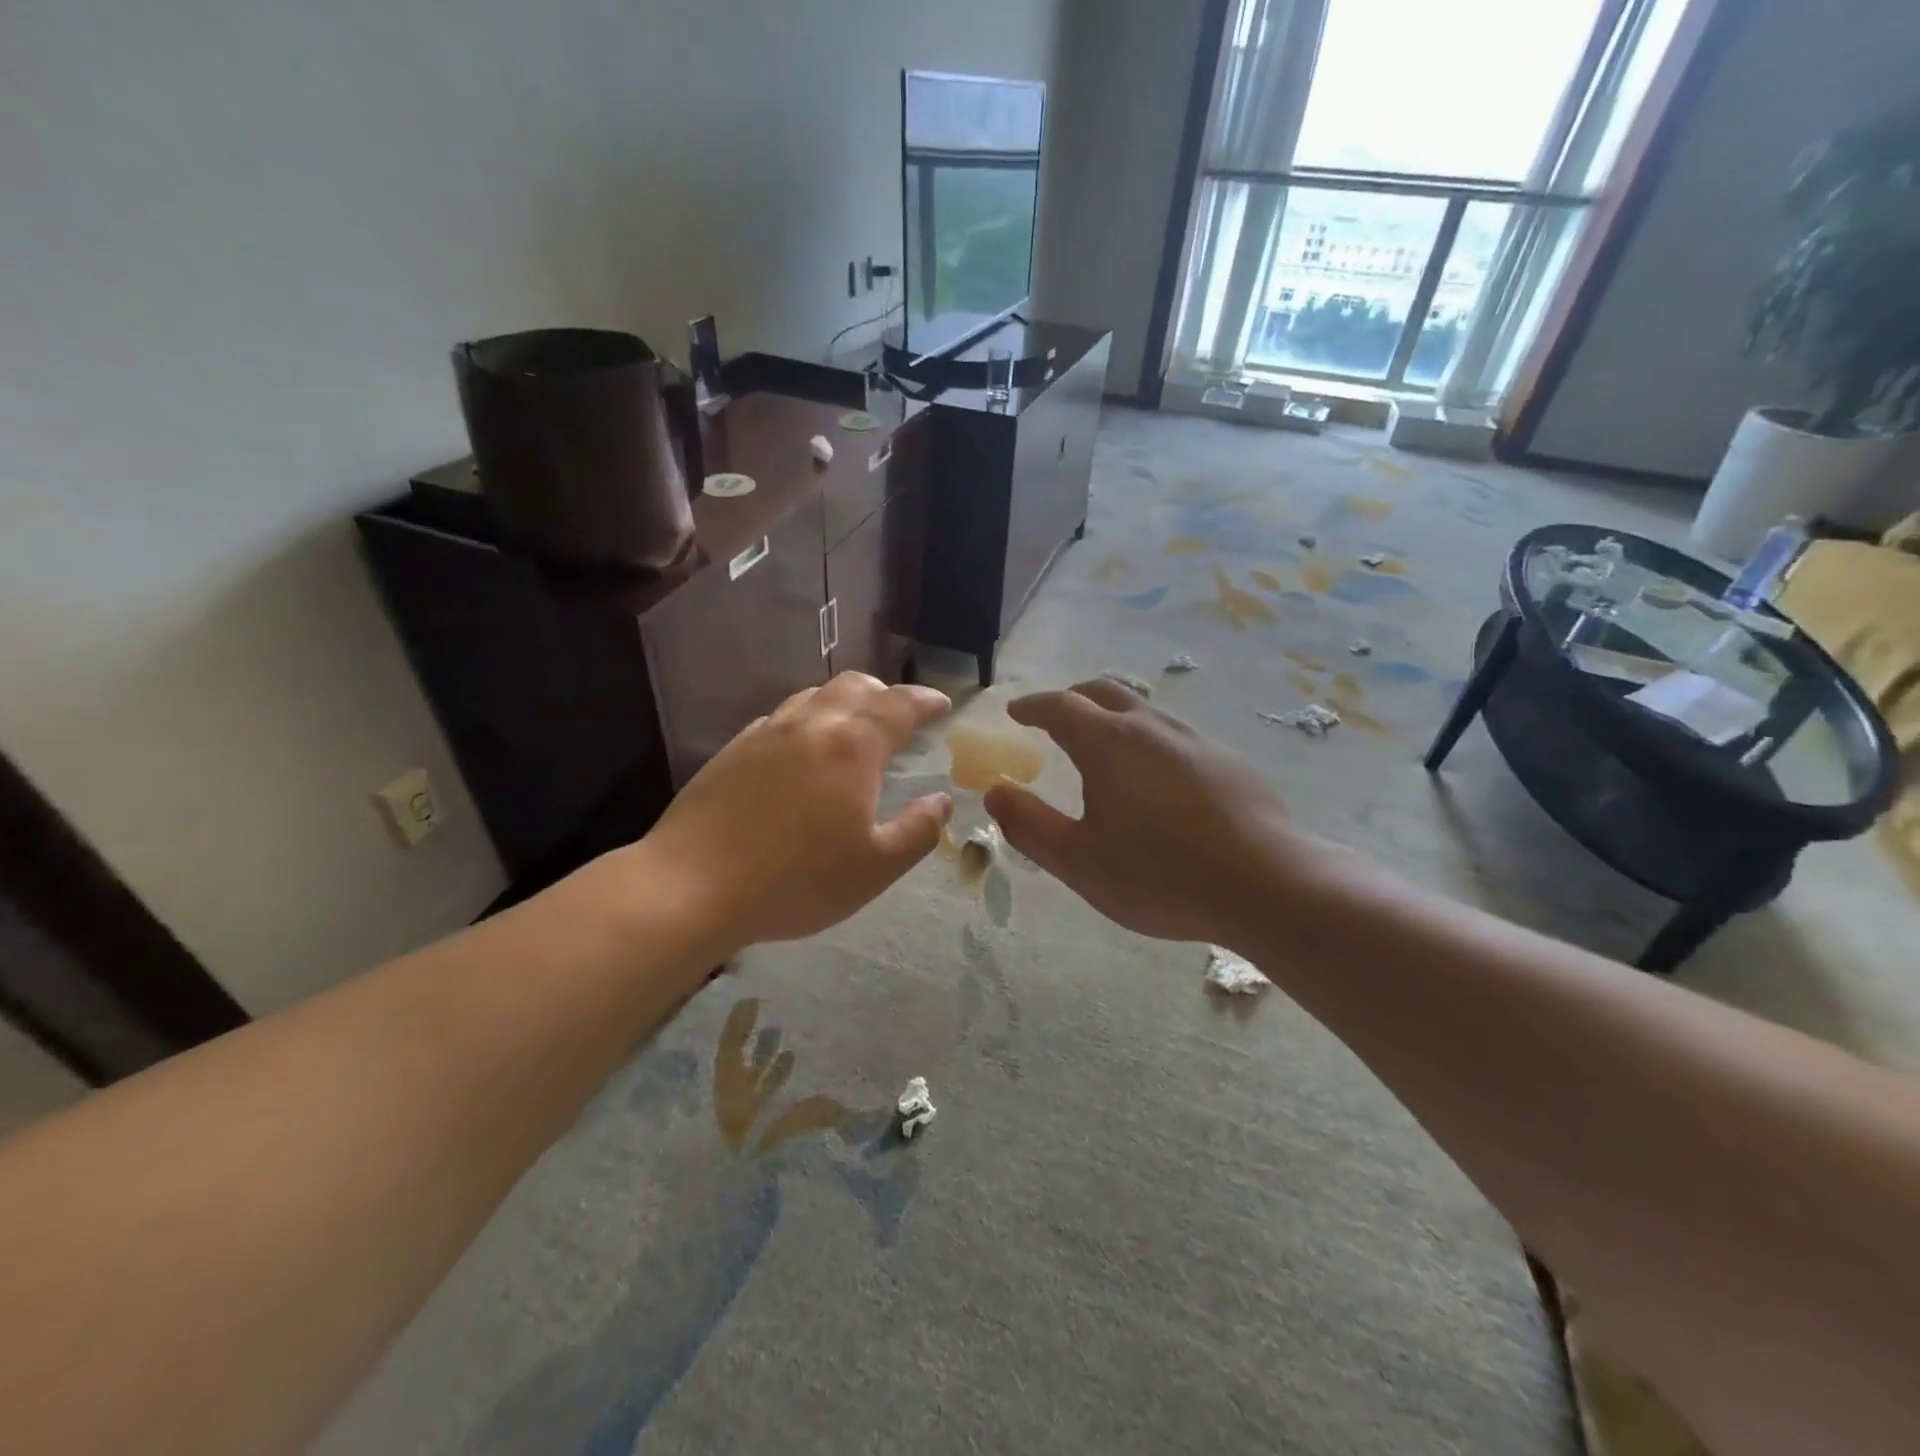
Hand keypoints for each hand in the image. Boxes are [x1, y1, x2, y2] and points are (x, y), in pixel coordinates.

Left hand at [643, 673, 952, 952]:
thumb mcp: (875, 868)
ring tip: (852, 733)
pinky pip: (780, 719)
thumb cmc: (796, 880)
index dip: (926, 701)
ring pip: (814, 697)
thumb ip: (918, 831)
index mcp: (853, 746)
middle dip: (885, 695)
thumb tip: (941, 802)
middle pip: (855, 686)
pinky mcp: (732, 750)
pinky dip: (806, 722)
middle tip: (899, 719)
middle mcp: (811, 724)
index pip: (900, 705)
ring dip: (843, 704)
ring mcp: (766, 733)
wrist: (692, 886)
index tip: (942, 705)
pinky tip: (800, 755)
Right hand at [984, 679, 1305, 944]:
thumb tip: (995, 792)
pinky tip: (1153, 781)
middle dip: (1071, 699)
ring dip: (1112, 717)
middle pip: (1103, 693)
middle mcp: (1150, 727)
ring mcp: (1194, 740)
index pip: (1060, 706)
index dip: (1033, 706)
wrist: (1266, 886)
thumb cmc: (1159, 875)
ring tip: (1100, 747)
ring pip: (1142, 711)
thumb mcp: (1078, 861)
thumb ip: (1029, 825)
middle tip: (1053, 719)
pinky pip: (1172, 736)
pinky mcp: (1226, 762)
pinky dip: (1146, 741)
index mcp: (1108, 743)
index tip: (1016, 711)